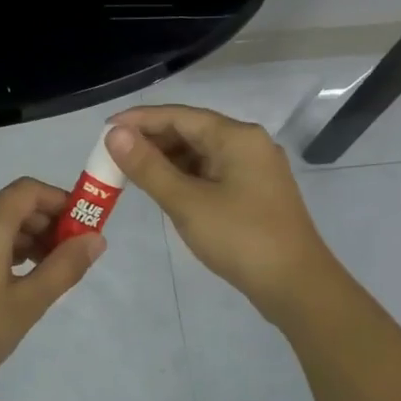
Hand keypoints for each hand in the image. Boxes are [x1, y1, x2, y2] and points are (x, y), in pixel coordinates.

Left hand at [0, 177, 104, 400]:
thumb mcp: (27, 303)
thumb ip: (65, 267)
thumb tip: (96, 239)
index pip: (29, 190)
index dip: (61, 201)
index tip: (83, 227)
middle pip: (12, 204)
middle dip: (46, 222)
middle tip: (70, 255)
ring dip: (25, 236)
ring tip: (47, 270)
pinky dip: (2, 246)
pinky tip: (16, 275)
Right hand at [106, 106, 338, 323]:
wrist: (296, 285)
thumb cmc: (240, 238)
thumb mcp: (187, 202)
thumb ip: (149, 167)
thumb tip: (115, 134)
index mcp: (236, 137)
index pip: (179, 115)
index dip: (139, 120)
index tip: (104, 129)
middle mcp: (249, 143)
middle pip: (192, 130)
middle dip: (151, 140)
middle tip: (113, 155)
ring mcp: (255, 169)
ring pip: (202, 153)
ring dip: (167, 159)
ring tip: (132, 172)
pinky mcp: (255, 192)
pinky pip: (213, 172)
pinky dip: (185, 176)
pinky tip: (165, 188)